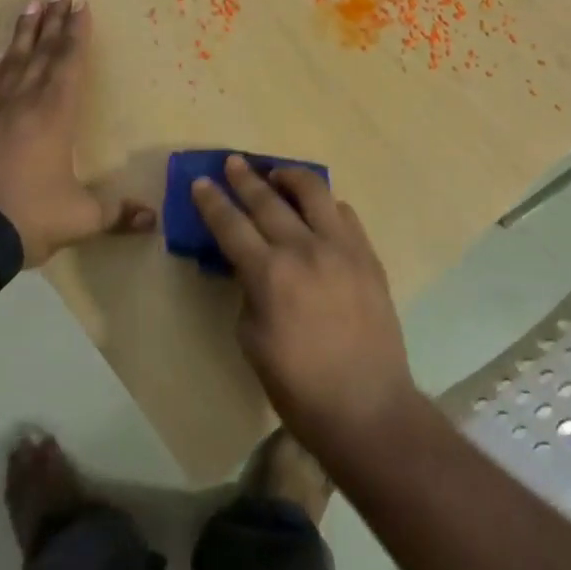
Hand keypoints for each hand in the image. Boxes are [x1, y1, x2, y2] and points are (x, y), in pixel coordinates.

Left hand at [0, 0, 155, 267]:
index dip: (76, 34)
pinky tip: (0, 54)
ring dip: (24, 31)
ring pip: (14, 59)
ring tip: (31, 4)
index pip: (68, 63)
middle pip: (41, 51)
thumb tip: (153, 220)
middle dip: (53, 21)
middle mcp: (25, 101)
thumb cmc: (29, 216)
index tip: (81, 6)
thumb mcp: (80, 218)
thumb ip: (116, 213)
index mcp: (54, 114)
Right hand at [193, 157, 420, 458]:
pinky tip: (317, 208)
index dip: (213, 201)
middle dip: (245, 178)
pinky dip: (325, 205)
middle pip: (268, 200)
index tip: (202, 181)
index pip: (232, 225)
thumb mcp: (252, 341)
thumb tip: (253, 268)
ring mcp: (342, 248)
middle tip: (233, 162)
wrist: (368, 407)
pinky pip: (344, 215)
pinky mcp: (368, 256)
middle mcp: (305, 250)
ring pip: (314, 192)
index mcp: (270, 275)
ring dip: (290, 176)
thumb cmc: (299, 387)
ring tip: (277, 173)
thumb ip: (249, 292)